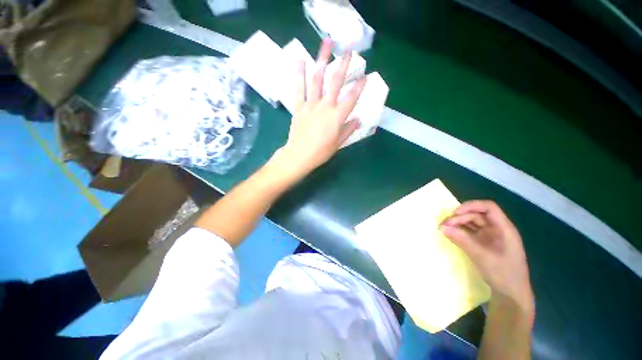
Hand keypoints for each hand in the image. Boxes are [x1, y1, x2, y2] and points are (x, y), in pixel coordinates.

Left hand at [276, 38, 365, 179]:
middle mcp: (325, 106)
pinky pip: (299, 88)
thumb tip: (358, 119)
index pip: (352, 98)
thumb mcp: (338, 143)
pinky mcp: (299, 106)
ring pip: (318, 79)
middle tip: (349, 49)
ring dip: (322, 59)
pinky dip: (300, 74)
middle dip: (343, 64)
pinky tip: (301, 60)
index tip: (365, 76)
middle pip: (336, 82)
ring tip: (326, 43)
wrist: (299, 156)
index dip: (360, 87)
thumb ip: (348, 130)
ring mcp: (311, 104)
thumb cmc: (321, 152)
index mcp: (337, 117)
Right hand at [441, 201, 533, 309]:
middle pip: (477, 215)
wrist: (511, 295)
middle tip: (444, 225)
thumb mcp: (482, 257)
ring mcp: (490, 237)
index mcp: (504, 229)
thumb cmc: (503, 274)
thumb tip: (443, 227)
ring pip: (472, 223)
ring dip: (458, 224)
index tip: (455, 213)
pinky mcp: (484, 243)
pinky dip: (460, 231)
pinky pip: (470, 232)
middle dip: (460, 218)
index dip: (471, 206)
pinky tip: (451, 234)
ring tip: (444, 229)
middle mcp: (497, 229)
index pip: (489, 208)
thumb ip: (462, 240)